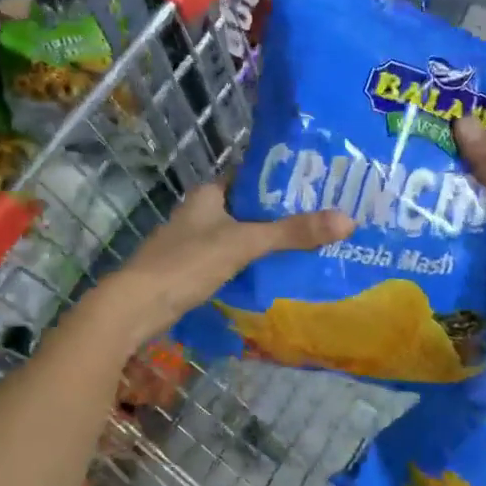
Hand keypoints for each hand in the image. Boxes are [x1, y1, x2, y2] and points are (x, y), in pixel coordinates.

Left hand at [93, 183, 352, 345]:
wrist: (137, 306)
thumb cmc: (188, 263)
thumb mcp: (245, 243)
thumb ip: (292, 233)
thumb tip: (348, 220)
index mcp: (208, 194)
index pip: (252, 178)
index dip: (283, 182)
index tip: (317, 188)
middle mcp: (200, 212)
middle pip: (248, 209)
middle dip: (280, 217)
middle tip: (321, 221)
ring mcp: (193, 242)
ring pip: (239, 236)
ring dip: (266, 243)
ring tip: (307, 248)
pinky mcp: (191, 269)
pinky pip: (230, 260)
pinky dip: (251, 265)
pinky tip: (275, 274)